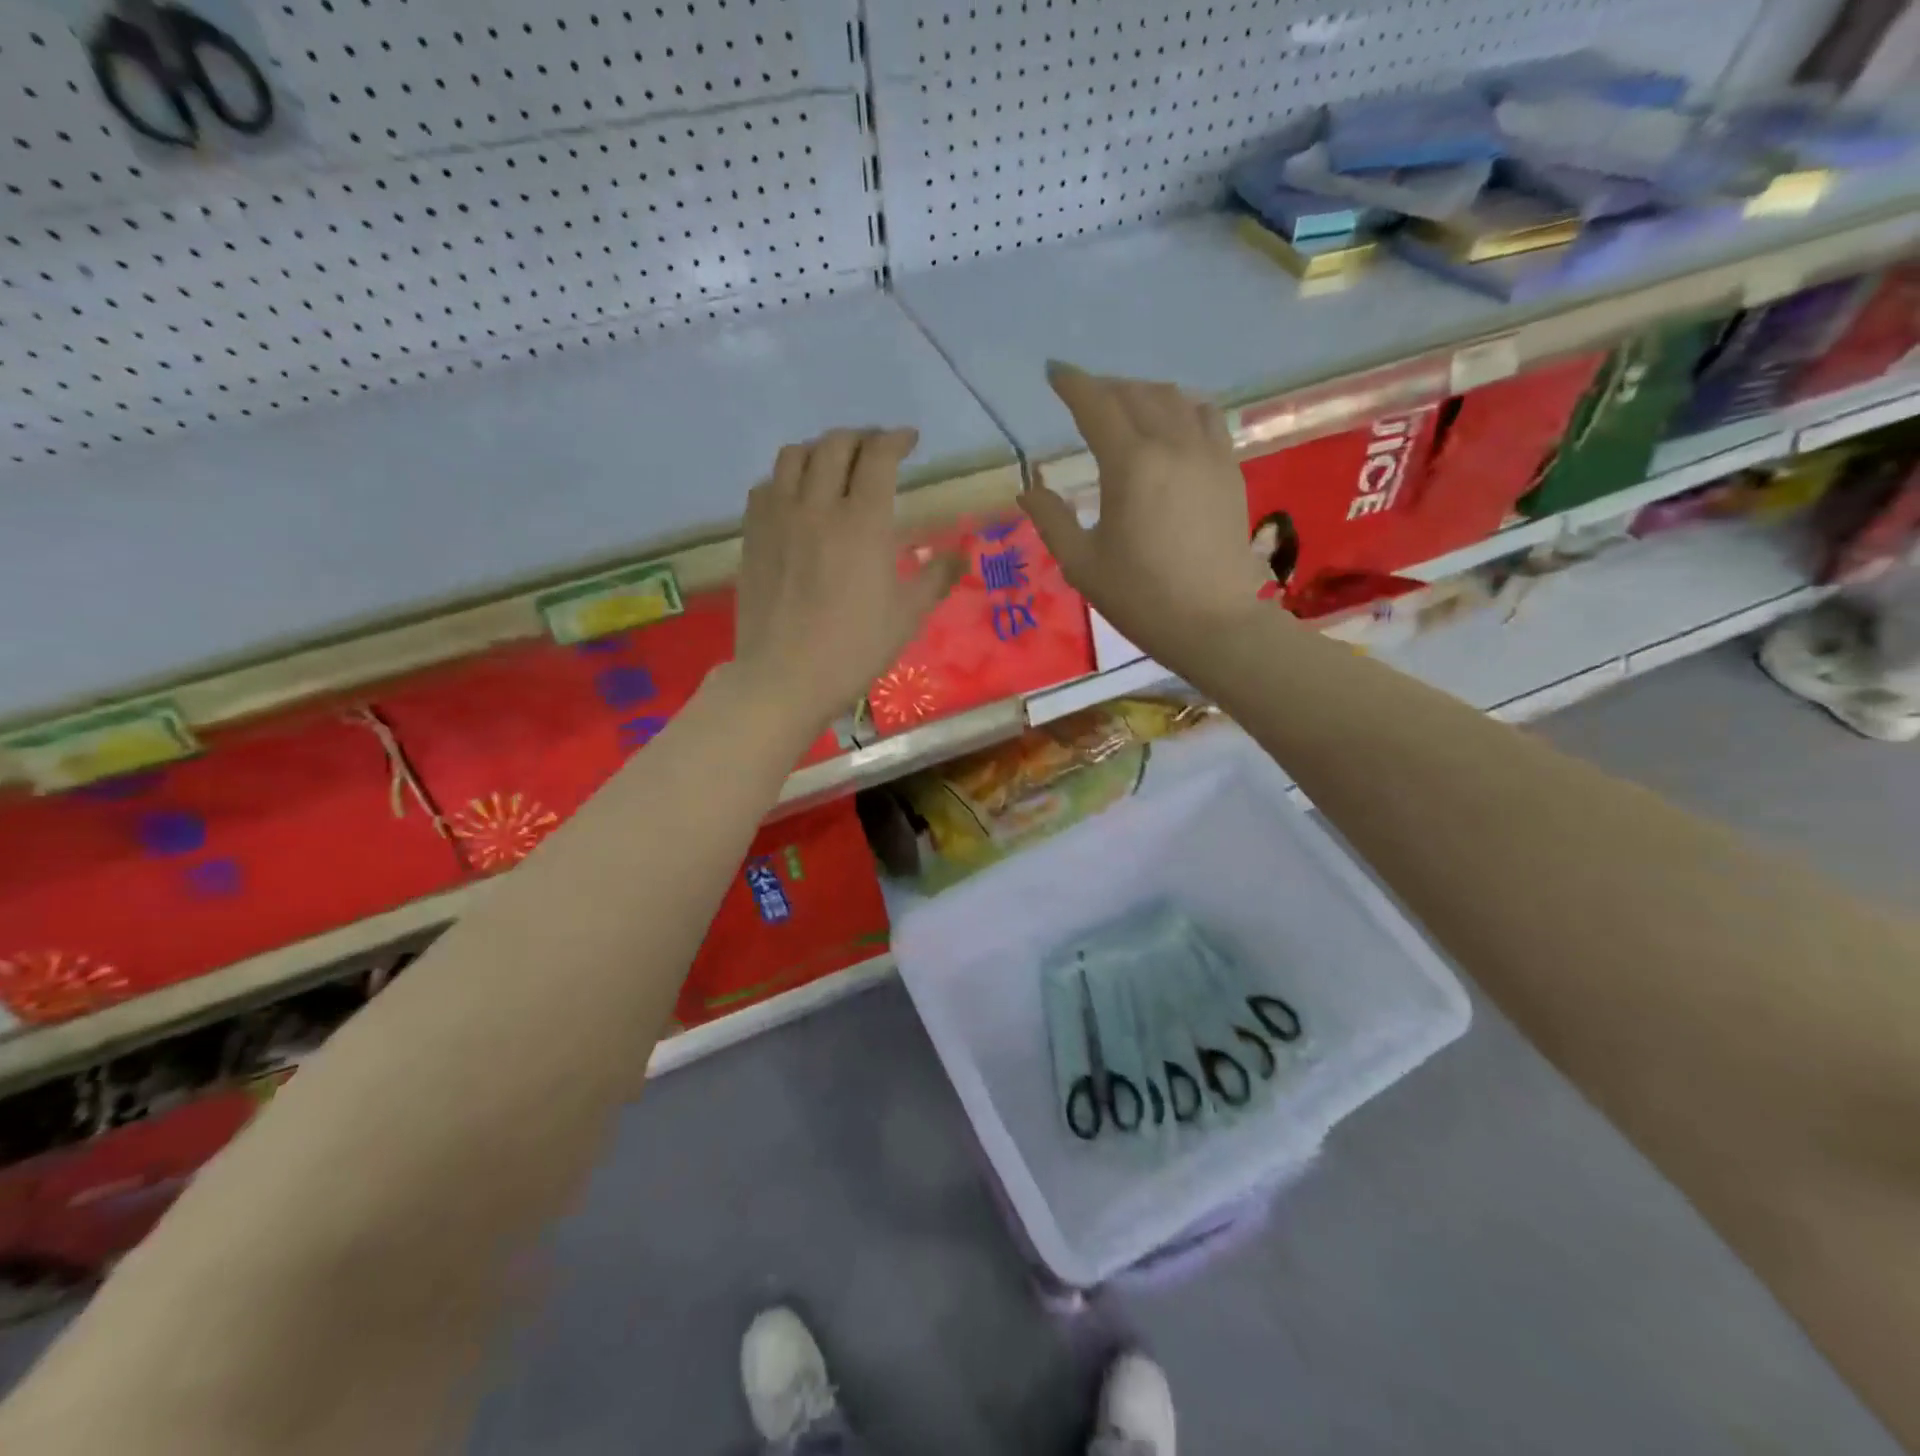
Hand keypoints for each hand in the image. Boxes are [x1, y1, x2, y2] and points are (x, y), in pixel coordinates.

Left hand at [732, 427, 962, 736]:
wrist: (785, 677)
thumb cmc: (854, 649)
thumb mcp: (907, 617)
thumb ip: (936, 577)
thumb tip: (963, 554)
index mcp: (864, 522)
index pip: (879, 456)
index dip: (897, 439)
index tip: (909, 441)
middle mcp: (819, 506)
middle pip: (835, 445)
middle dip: (861, 437)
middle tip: (876, 449)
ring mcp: (779, 517)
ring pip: (794, 456)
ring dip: (820, 450)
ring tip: (834, 465)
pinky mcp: (753, 535)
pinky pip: (766, 486)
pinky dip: (786, 478)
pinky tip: (796, 497)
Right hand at [1020, 364, 1270, 658]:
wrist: (1213, 623)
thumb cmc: (1140, 598)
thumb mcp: (1082, 564)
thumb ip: (1051, 520)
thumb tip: (1028, 489)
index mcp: (1130, 465)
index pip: (1096, 405)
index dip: (1072, 383)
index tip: (1053, 372)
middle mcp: (1171, 445)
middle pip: (1136, 394)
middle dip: (1105, 387)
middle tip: (1084, 396)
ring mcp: (1207, 454)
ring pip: (1174, 399)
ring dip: (1143, 393)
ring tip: (1125, 406)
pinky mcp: (1229, 470)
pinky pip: (1207, 418)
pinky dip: (1182, 408)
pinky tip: (1173, 424)